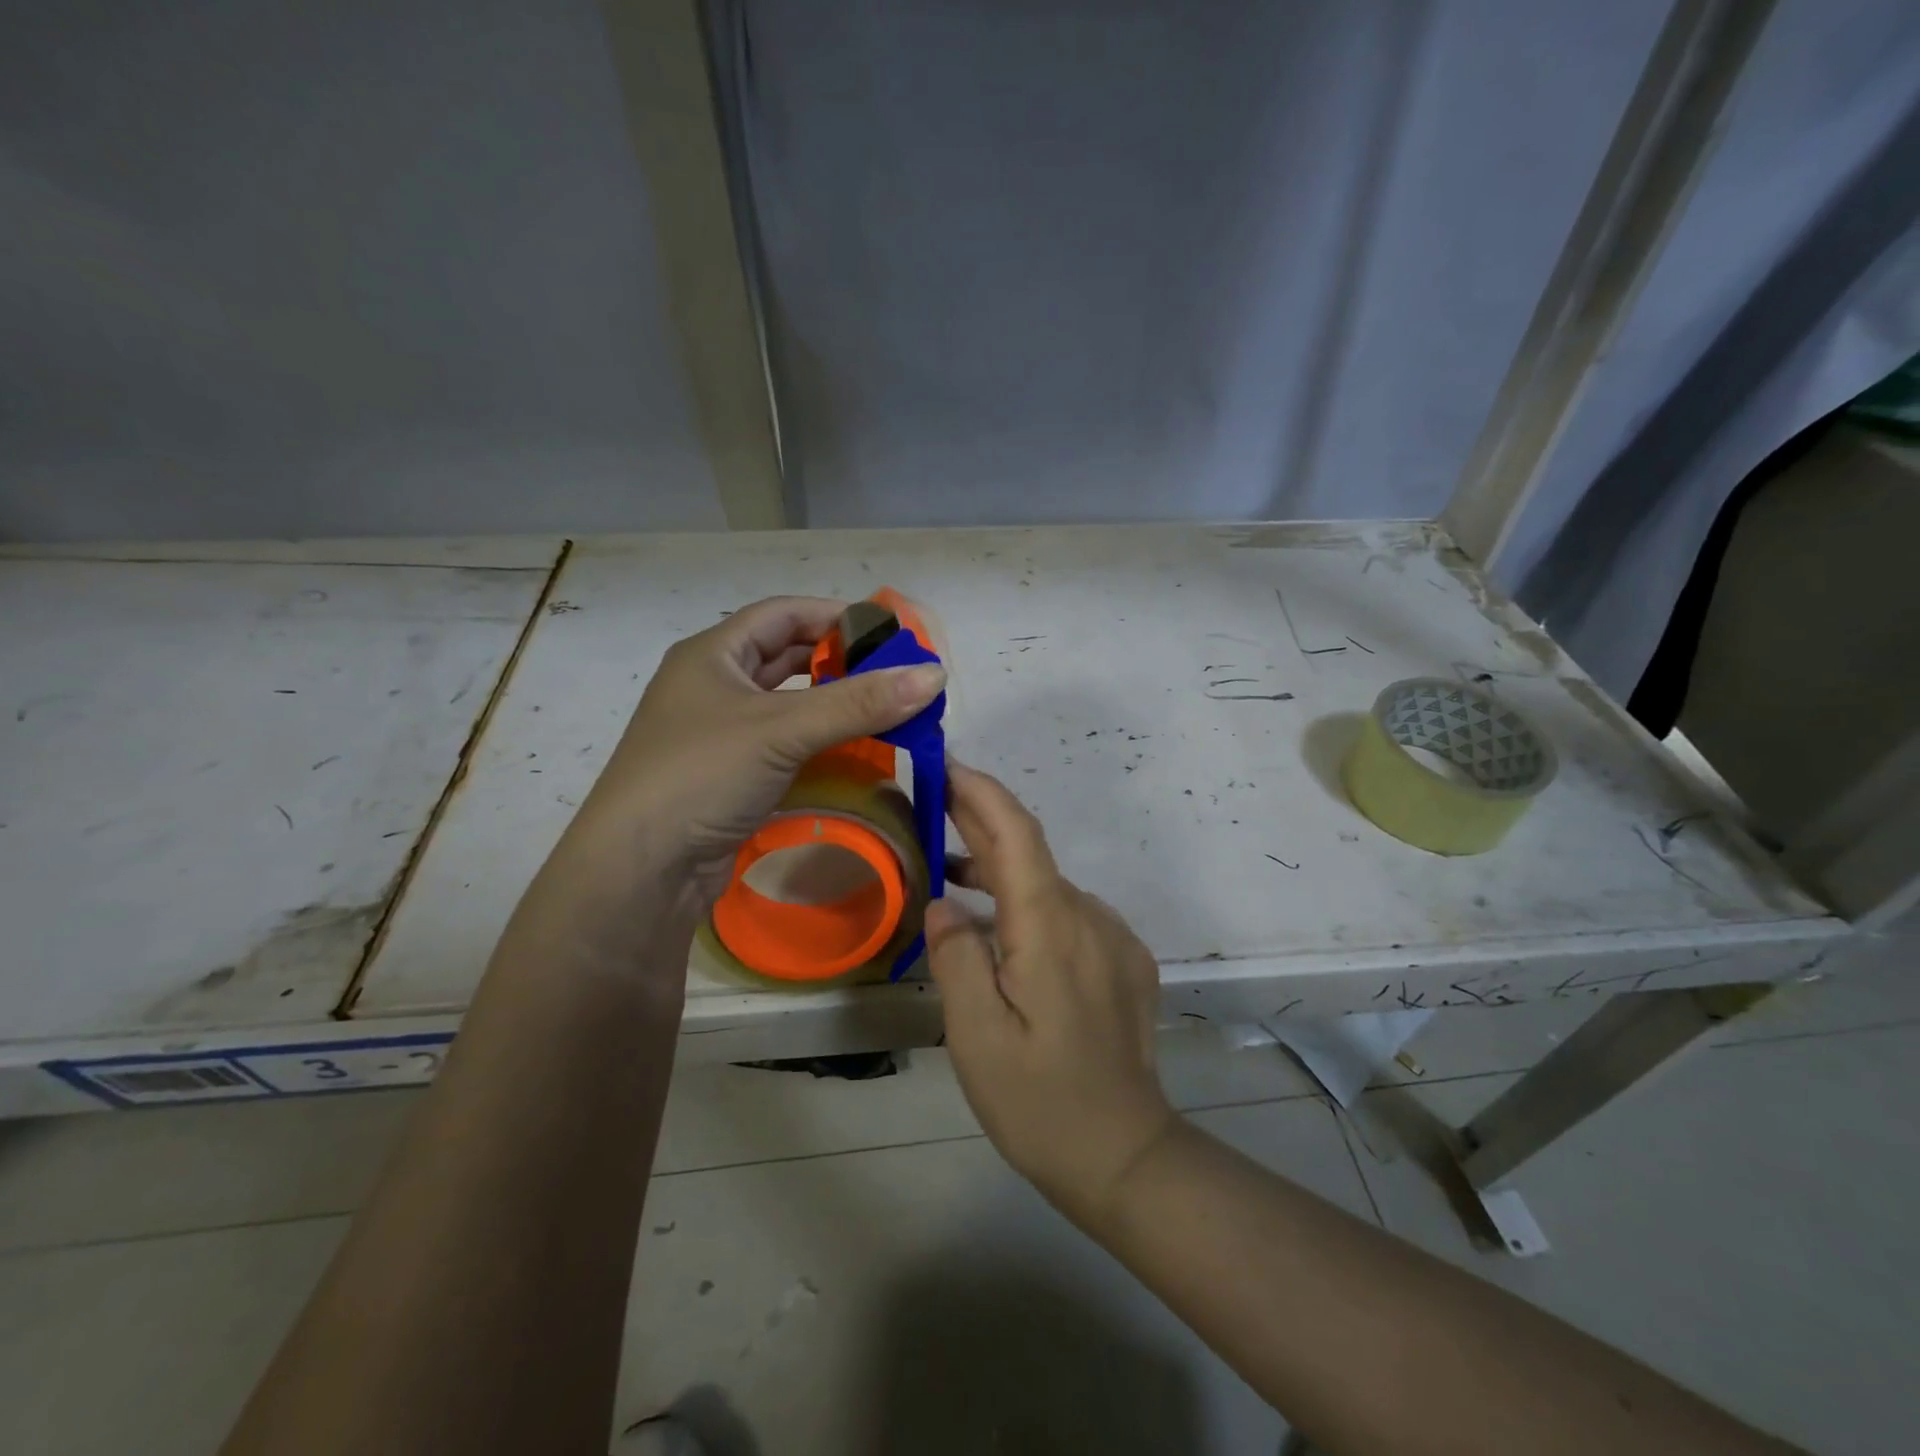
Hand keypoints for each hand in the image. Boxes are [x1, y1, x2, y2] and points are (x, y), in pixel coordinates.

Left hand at [547, 596, 945, 922]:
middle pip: (785, 656)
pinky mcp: (730, 774)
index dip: (837, 616)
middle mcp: (713, 685)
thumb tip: (935, 676)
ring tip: (882, 708)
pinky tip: (852, 749)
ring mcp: (719, 732)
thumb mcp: (782, 729)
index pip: (784, 614)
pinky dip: (818, 740)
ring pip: (787, 703)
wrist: (640, 870)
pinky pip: (784, 742)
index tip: (890, 633)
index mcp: (712, 654)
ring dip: (831, 702)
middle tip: (894, 673)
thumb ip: (859, 703)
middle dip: (839, 660)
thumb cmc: (702, 775)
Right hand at [926, 760, 1176, 1231]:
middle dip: (981, 820)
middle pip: (1032, 851)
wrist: (1127, 1155)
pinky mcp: (1126, 961)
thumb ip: (956, 958)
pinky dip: (1029, 905)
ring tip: (950, 875)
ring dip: (1001, 871)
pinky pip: (1069, 914)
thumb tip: (944, 906)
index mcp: (1052, 926)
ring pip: (1049, 885)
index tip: (945, 766)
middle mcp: (1091, 916)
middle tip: (932, 804)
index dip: (981, 791)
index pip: (1017, 832)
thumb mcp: (976, 1036)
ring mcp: (1115, 938)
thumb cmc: (1040, 1100)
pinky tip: (1001, 932)